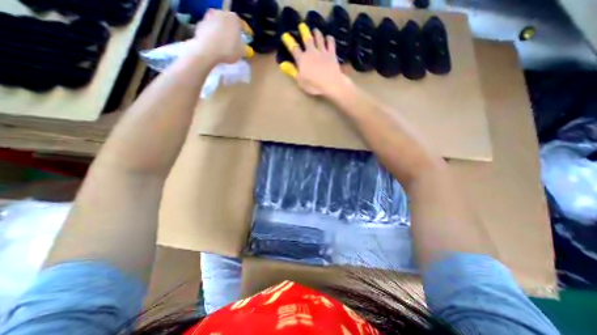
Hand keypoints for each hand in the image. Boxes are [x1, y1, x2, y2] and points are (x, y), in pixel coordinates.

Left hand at [186, 10, 250, 63]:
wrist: (207, 50)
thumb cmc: (228, 50)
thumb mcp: (241, 53)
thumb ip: (245, 50)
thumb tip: (247, 49)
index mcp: (234, 19)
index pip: (243, 24)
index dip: (247, 31)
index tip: (249, 36)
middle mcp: (222, 13)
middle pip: (230, 22)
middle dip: (233, 29)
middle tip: (236, 38)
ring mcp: (210, 16)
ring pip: (220, 23)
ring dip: (223, 30)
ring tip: (225, 40)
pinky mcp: (201, 23)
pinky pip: (211, 28)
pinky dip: (214, 33)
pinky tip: (216, 42)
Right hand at [283, 22, 350, 96]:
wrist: (330, 84)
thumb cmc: (313, 85)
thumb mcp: (300, 81)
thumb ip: (292, 71)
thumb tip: (282, 64)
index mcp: (302, 60)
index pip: (294, 49)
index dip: (289, 42)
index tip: (285, 35)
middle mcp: (311, 52)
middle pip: (307, 39)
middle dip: (304, 31)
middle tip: (302, 25)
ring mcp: (322, 51)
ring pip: (319, 38)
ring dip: (316, 33)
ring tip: (315, 30)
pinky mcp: (332, 53)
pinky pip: (330, 42)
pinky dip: (329, 39)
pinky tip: (328, 37)